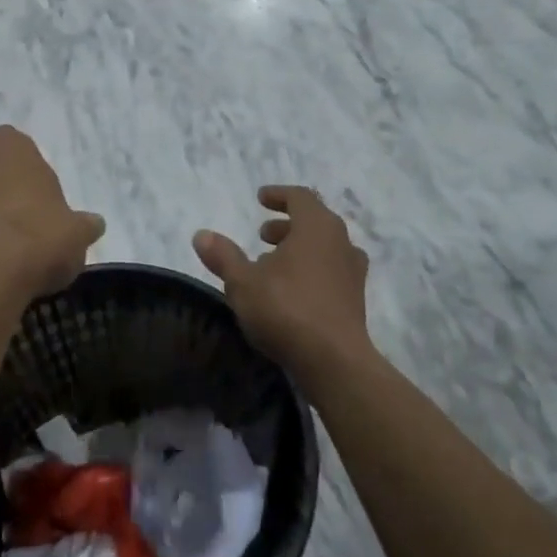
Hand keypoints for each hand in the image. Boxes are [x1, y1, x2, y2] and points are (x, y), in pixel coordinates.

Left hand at [0, 126, 104, 301]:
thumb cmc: (36, 241)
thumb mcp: (77, 234)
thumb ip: (83, 225)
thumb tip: (92, 224)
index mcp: (8, 150)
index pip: (18, 147)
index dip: (31, 174)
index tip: (44, 202)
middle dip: (2, 195)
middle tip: (26, 228)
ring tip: (5, 260)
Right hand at [193, 186, 372, 375]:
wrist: (334, 361)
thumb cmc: (286, 310)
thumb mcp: (243, 282)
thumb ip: (223, 256)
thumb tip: (202, 235)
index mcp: (317, 227)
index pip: (300, 197)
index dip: (278, 195)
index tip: (260, 198)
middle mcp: (341, 242)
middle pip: (315, 221)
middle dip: (287, 225)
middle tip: (263, 235)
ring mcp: (352, 271)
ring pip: (325, 248)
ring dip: (299, 249)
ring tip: (272, 264)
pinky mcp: (355, 299)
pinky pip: (331, 271)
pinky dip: (311, 270)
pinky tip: (292, 291)